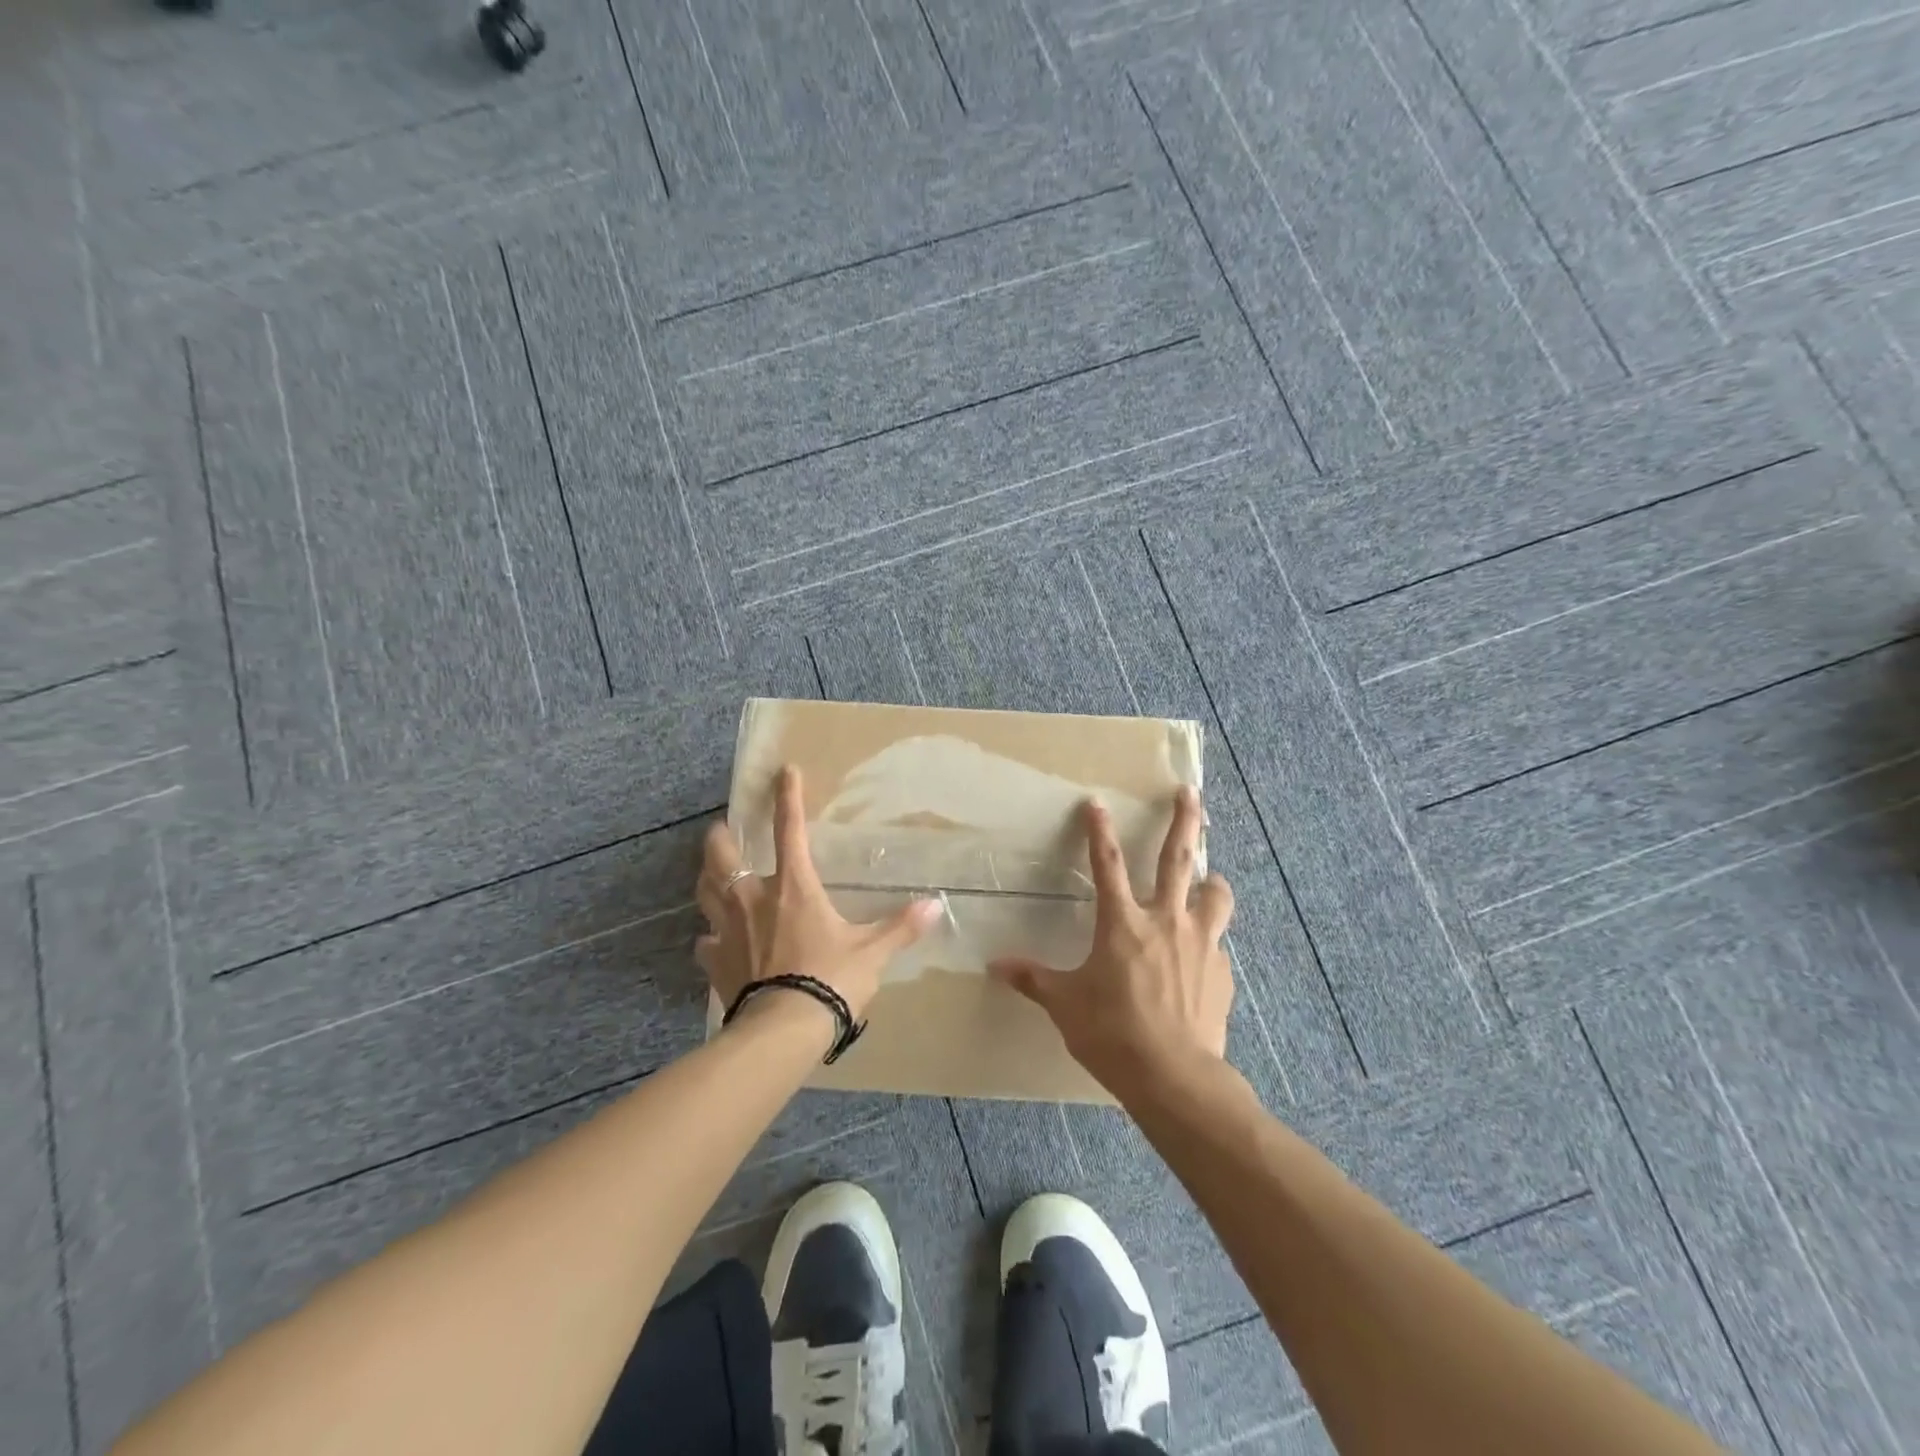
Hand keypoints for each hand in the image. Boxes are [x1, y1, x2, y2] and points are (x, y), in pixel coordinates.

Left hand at [696, 765, 941, 1027]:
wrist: (782, 1031)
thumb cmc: (830, 981)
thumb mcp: (872, 953)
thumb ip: (901, 927)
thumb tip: (935, 905)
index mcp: (794, 888)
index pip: (790, 831)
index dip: (787, 797)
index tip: (785, 771)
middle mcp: (754, 899)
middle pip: (724, 856)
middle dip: (721, 837)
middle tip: (723, 830)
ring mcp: (728, 930)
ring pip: (705, 891)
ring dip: (707, 878)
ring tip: (712, 873)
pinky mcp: (715, 962)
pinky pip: (704, 943)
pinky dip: (708, 938)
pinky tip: (713, 941)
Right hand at [989, 786, 1234, 1095]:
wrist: (1175, 1077)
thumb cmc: (1113, 1034)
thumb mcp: (1065, 1005)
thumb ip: (1033, 979)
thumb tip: (995, 966)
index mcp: (1123, 923)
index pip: (1108, 864)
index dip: (1100, 831)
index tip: (1097, 802)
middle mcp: (1165, 921)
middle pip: (1178, 858)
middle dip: (1183, 821)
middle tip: (1188, 791)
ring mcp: (1200, 943)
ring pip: (1215, 895)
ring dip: (1212, 880)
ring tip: (1210, 876)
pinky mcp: (1222, 971)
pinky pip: (1217, 944)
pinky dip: (1209, 940)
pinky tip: (1202, 959)